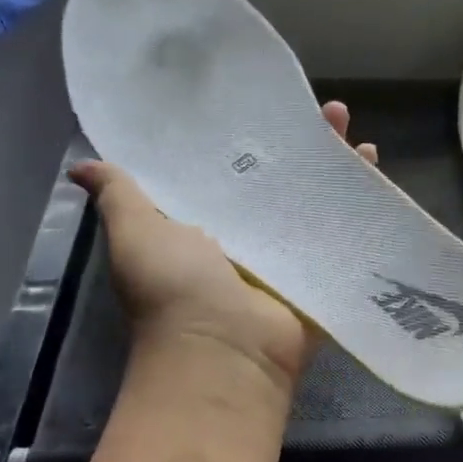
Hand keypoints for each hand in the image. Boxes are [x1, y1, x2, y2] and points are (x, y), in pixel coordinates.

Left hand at [68, 101, 378, 391]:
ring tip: (364, 142)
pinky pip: (349, 239)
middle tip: (332, 112)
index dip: (255, 140)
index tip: (274, 107)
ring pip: (322, 206)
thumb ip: (120, 196)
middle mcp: (252, 240)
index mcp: (209, 227)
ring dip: (343, 173)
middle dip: (310, 149)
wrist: (222, 354)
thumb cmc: (175, 290)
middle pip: (287, 183)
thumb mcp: (137, 234)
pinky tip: (381, 182)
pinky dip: (366, 212)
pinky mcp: (324, 278)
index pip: (236, 170)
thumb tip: (82, 168)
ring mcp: (292, 260)